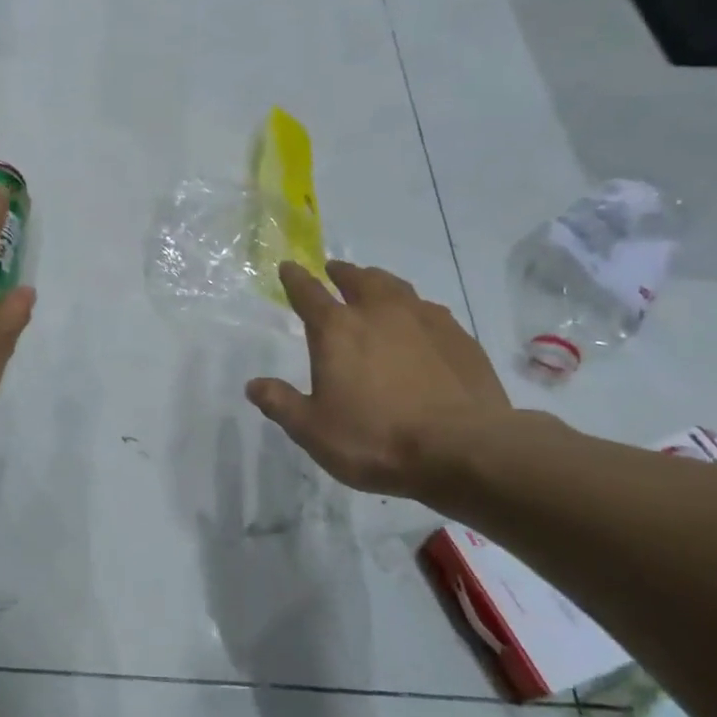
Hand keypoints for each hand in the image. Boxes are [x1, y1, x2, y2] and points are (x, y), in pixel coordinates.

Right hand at [245, 261, 507, 496]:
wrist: (462, 449)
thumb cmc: (375, 439)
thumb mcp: (312, 430)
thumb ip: (281, 403)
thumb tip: (254, 385)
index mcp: (337, 330)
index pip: (308, 293)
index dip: (295, 279)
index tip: (288, 267)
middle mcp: (380, 313)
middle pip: (358, 279)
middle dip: (342, 273)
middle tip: (334, 270)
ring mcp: (425, 321)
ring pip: (397, 287)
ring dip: (379, 282)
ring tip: (374, 286)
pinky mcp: (459, 338)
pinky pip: (430, 311)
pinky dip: (415, 309)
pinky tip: (419, 323)